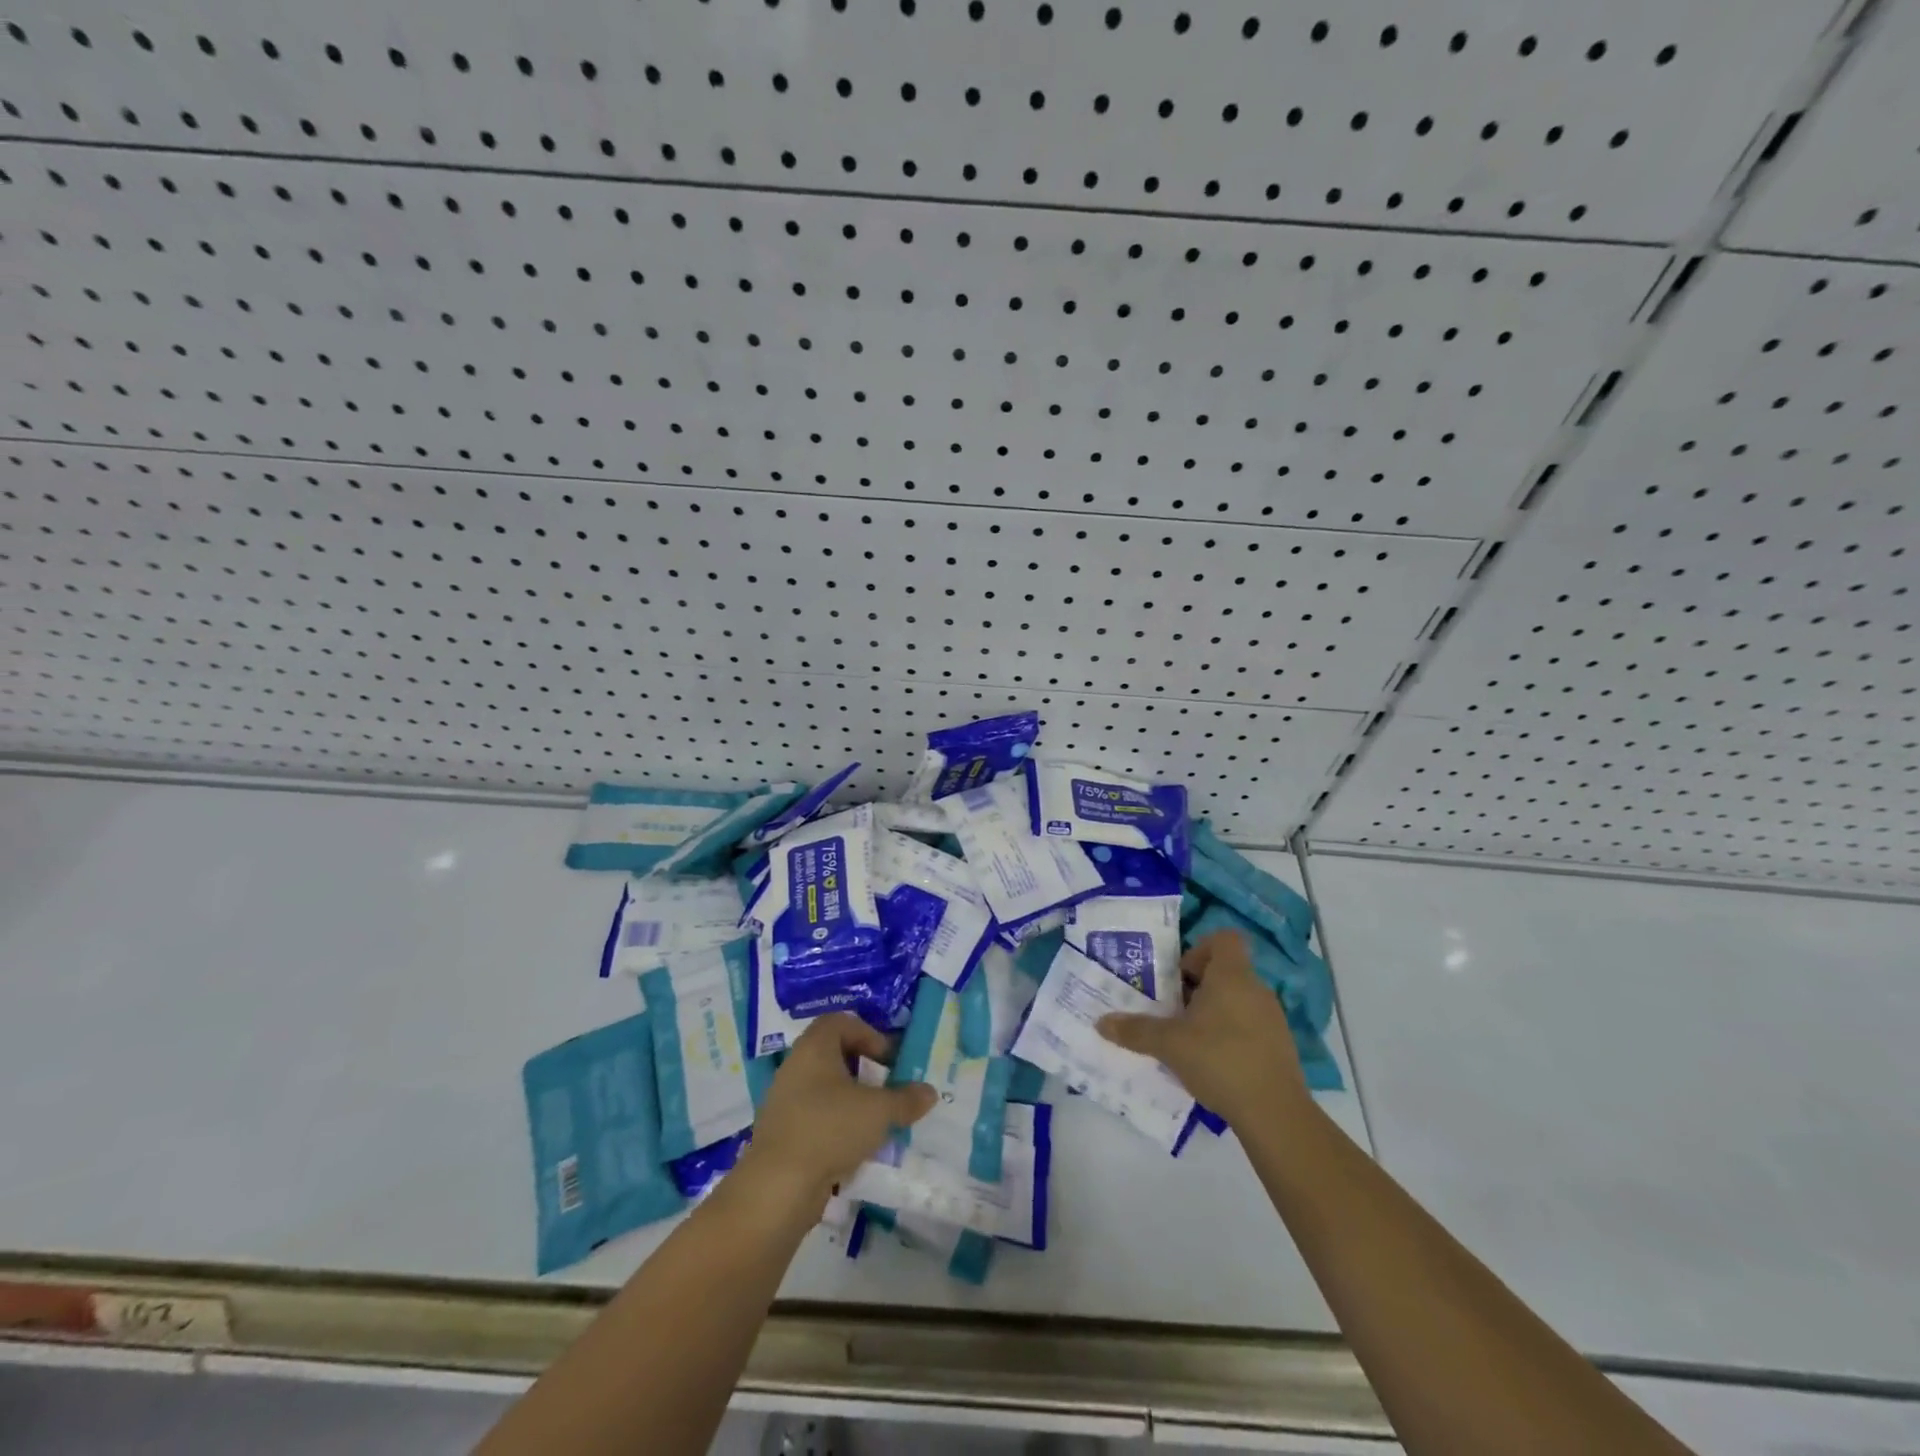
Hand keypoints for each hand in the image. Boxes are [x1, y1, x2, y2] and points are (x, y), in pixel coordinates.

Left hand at [734, 1013, 936, 1224]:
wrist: (778, 1186)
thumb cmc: (830, 1128)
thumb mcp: (878, 1111)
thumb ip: (906, 1099)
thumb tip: (929, 1092)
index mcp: (814, 1047)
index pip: (840, 1022)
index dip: (868, 1035)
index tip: (888, 1060)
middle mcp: (795, 1066)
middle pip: (832, 1054)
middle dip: (863, 1069)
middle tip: (885, 1088)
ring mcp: (784, 1100)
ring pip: (824, 1089)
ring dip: (850, 1100)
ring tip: (874, 1121)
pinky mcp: (781, 1133)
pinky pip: (814, 1117)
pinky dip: (835, 1125)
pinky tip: (852, 1147)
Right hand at [1096, 929, 1306, 1129]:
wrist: (1275, 1113)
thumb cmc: (1219, 1059)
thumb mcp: (1169, 1044)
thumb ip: (1135, 1030)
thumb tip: (1101, 1023)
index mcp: (1232, 976)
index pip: (1224, 938)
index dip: (1199, 950)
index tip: (1179, 976)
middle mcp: (1256, 989)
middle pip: (1225, 971)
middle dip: (1196, 987)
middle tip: (1171, 1010)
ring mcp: (1272, 1018)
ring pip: (1236, 1000)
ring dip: (1212, 1012)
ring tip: (1188, 1039)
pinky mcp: (1280, 1046)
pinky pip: (1249, 1025)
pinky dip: (1229, 1035)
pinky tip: (1212, 1063)